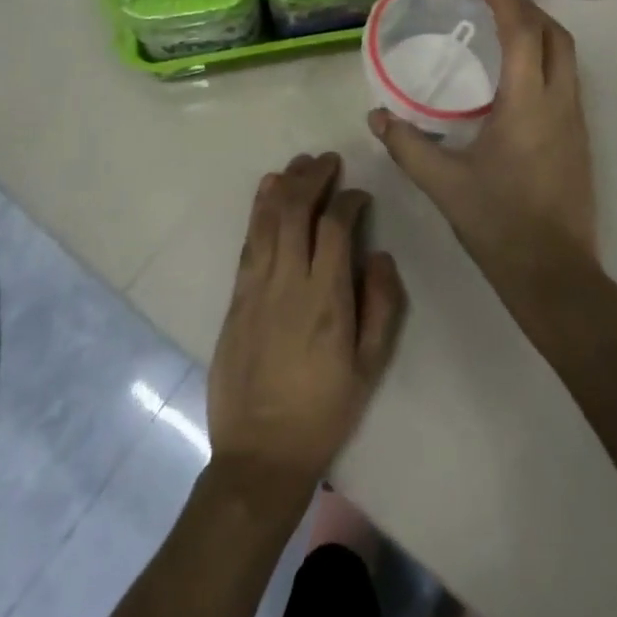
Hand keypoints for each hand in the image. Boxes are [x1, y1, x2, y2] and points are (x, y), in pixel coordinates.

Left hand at [206, 153, 406, 502]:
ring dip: (285, 185)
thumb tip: (377, 254)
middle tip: (329, 161)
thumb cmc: (324, 411)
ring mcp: (256, 288)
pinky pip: (248, 242)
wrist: (260, 454)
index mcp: (326, 299)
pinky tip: (267, 191)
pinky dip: (259, 210)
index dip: (348, 200)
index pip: (334, 227)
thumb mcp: (370, 366)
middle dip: (314, 178)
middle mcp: (288, 282)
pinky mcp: (236, 298)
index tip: (360, 196)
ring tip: (300, 163)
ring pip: (268, 219)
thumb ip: (381, 305)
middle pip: (296, 211)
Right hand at [369, 0, 598, 295]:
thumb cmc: (499, 224)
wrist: (554, 273)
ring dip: (539, 31)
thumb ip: (407, 145)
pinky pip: (566, 79)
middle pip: (556, 34)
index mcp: (528, 104)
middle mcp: (560, 102)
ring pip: (567, 56)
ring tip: (501, 28)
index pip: (523, 31)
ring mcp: (575, 120)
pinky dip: (544, 58)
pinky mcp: (579, 138)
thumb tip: (376, 117)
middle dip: (525, 7)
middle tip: (489, 0)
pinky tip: (513, 77)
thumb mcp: (444, 184)